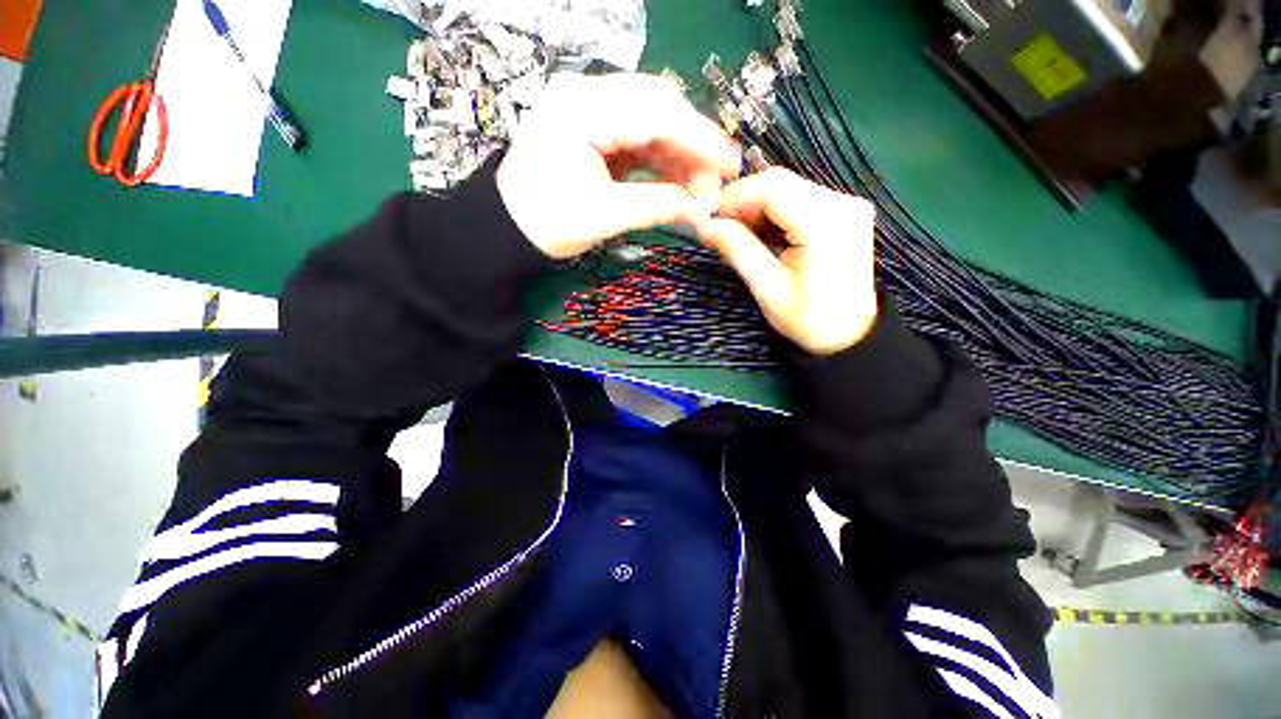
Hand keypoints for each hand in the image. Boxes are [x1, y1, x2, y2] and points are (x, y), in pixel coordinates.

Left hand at [497, 73, 740, 258]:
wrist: (509, 227)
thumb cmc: (547, 223)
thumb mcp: (605, 217)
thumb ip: (658, 206)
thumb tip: (704, 210)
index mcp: (582, 110)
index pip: (655, 112)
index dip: (699, 139)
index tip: (731, 164)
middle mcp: (587, 96)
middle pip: (658, 106)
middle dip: (694, 143)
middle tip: (720, 178)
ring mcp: (591, 110)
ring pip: (652, 120)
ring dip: (681, 152)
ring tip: (703, 185)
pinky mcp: (596, 130)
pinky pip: (639, 136)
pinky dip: (663, 158)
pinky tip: (680, 179)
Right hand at [699, 169, 878, 355]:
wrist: (848, 335)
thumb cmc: (808, 319)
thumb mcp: (768, 289)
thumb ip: (738, 251)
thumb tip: (707, 226)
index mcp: (826, 223)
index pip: (773, 187)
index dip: (736, 196)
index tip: (712, 218)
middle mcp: (843, 204)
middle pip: (782, 183)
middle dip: (745, 202)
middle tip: (722, 229)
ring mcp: (847, 205)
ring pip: (789, 189)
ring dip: (758, 208)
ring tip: (739, 235)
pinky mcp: (845, 212)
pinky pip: (800, 200)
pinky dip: (775, 213)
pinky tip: (763, 234)